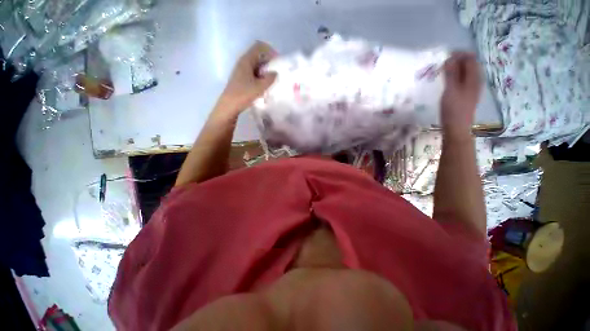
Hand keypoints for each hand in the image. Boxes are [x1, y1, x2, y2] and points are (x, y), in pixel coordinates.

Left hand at [214, 41, 277, 118]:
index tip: (278, 61)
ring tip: (273, 80)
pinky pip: (254, 73)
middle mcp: (243, 63)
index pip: (259, 47)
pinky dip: (261, 77)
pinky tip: (265, 86)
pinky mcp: (241, 79)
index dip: (270, 51)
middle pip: (258, 56)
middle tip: (278, 72)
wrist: (229, 106)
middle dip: (269, 62)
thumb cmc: (243, 95)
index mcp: (246, 60)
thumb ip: (270, 79)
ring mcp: (241, 71)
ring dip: (265, 70)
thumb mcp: (259, 87)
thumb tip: (275, 73)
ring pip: (256, 66)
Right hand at [440, 52, 481, 137]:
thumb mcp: (451, 90)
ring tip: (443, 72)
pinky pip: (463, 79)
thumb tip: (450, 58)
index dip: (459, 54)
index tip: (445, 56)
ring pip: (466, 72)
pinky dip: (455, 77)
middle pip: (469, 64)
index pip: (470, 58)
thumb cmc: (453, 109)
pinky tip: (447, 82)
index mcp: (474, 77)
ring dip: (455, 69)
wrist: (457, 127)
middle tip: (442, 64)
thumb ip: (451, 74)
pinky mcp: (467, 94)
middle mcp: (476, 80)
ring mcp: (472, 88)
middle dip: (457, 61)